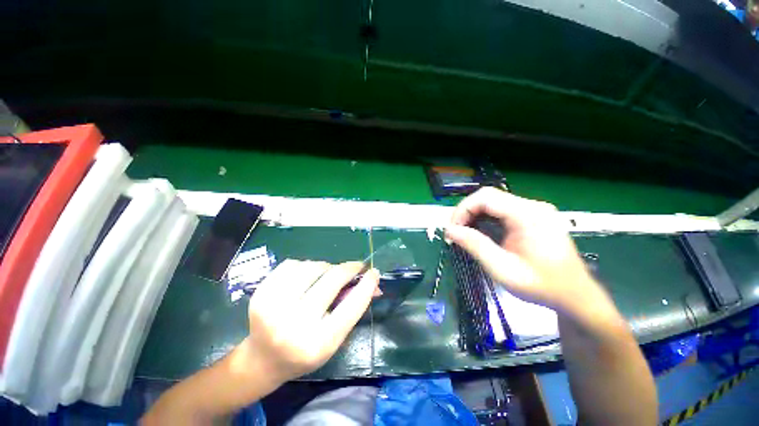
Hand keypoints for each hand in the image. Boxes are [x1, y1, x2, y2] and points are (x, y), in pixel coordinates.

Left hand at [242, 259, 378, 385]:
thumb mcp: (334, 337)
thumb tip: (373, 282)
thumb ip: (353, 308)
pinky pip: (293, 263)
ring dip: (326, 267)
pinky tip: (304, 278)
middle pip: (332, 280)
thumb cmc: (305, 351)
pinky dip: (305, 266)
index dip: (366, 285)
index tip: (374, 271)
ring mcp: (272, 307)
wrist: (262, 359)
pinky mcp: (261, 293)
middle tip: (356, 266)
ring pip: (313, 266)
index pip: (351, 307)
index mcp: (317, 343)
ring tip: (326, 276)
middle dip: (349, 268)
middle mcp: (294, 325)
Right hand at [446, 187, 604, 313]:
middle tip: (455, 232)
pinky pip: (502, 210)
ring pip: (493, 202)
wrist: (575, 296)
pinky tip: (480, 232)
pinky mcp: (533, 216)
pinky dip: (485, 218)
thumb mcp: (502, 269)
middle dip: (466, 212)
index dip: (463, 209)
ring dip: (474, 215)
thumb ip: (474, 245)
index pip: (485, 197)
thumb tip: (449, 230)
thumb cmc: (541, 286)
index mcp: (528, 215)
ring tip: (464, 234)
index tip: (452, 229)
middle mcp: (533, 206)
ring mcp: (535, 210)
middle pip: (488, 197)